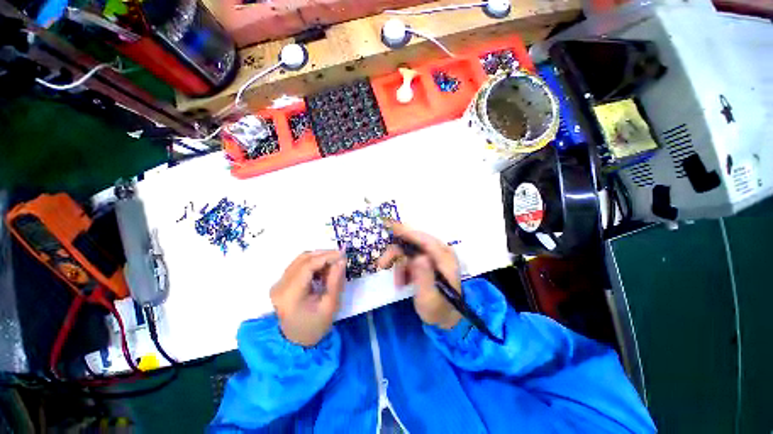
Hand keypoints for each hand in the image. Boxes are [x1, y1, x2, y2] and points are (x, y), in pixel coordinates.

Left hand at [271, 250, 345, 346]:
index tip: (343, 254)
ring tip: (333, 266)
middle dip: (324, 255)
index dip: (326, 256)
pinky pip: (298, 265)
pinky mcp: (281, 283)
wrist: (297, 341)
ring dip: (319, 258)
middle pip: (303, 259)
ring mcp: (278, 283)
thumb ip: (335, 280)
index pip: (308, 265)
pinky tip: (322, 272)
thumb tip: (341, 260)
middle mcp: (280, 285)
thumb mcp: (330, 305)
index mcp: (290, 294)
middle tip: (340, 258)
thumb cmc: (316, 326)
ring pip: (301, 260)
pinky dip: (313, 264)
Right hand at [377, 222, 461, 328]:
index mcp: (445, 258)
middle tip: (382, 264)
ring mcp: (433, 256)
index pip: (425, 240)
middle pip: (414, 243)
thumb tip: (419, 257)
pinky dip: (403, 268)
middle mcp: (440, 252)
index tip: (391, 226)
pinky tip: (402, 282)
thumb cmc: (438, 309)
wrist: (445, 317)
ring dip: (399, 265)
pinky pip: (410, 258)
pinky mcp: (427, 260)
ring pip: (409, 250)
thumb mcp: (430, 298)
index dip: (408, 232)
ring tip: (398, 283)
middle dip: (396, 252)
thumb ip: (425, 278)